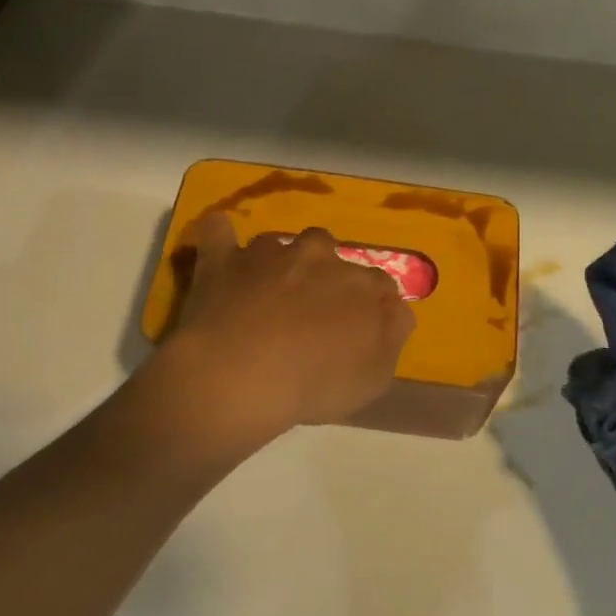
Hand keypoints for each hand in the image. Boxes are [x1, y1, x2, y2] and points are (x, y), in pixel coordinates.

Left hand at [157, 213, 415, 438]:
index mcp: (362, 286)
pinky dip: (220, 236)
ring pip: (278, 244)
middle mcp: (320, 258)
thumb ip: (392, 335)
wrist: (245, 374)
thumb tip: (396, 310)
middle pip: (328, 252)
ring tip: (264, 290)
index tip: (359, 328)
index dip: (370, 305)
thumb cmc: (317, 382)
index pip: (379, 284)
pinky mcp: (224, 260)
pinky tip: (219, 243)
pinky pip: (219, 232)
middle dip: (322, 273)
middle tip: (308, 309)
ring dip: (276, 262)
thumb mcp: (375, 375)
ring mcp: (269, 255)